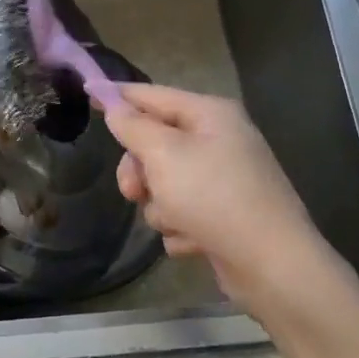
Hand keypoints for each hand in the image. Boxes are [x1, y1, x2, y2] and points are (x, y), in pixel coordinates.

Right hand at [103, 84, 341, 322]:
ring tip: (178, 221)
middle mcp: (219, 140)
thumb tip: (114, 104)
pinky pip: (182, 212)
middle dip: (140, 171)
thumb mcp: (164, 154)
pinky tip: (195, 240)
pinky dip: (182, 227)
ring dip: (161, 206)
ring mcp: (224, 179)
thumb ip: (133, 126)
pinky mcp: (224, 215)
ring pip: (164, 183)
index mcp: (210, 114)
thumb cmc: (215, 197)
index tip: (87, 92)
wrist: (271, 264)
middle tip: (134, 192)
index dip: (118, 95)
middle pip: (155, 144)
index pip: (152, 94)